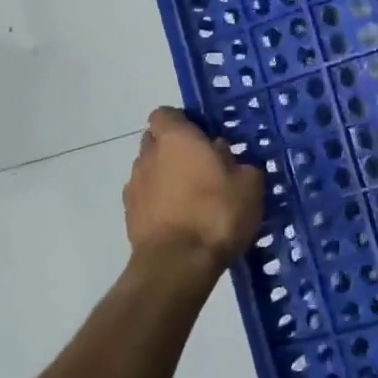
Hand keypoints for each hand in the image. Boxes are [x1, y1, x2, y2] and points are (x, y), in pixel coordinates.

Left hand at [123, 107, 264, 274]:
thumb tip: (223, 155)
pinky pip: (146, 197)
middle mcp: (148, 155)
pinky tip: (180, 218)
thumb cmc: (217, 213)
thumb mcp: (248, 183)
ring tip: (192, 196)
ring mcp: (134, 185)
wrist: (178, 264)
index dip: (182, 122)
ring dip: (166, 176)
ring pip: (150, 169)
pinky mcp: (129, 215)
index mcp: (176, 138)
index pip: (165, 113)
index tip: (203, 136)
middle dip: (174, 148)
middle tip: (202, 165)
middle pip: (155, 140)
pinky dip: (159, 201)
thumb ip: (237, 161)